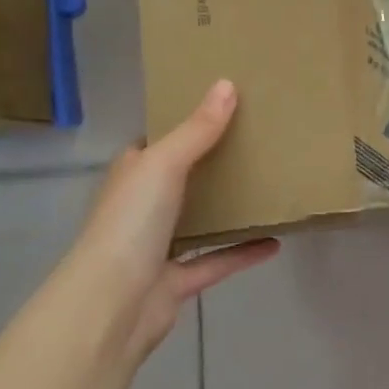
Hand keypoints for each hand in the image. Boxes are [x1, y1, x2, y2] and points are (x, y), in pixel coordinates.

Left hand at [58, 80, 278, 366]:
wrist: (112, 304)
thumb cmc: (131, 222)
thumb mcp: (164, 163)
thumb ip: (198, 129)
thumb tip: (227, 84)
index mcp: (132, 175)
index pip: (154, 144)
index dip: (180, 126)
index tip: (219, 109)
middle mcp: (141, 208)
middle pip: (180, 180)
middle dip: (210, 165)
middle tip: (255, 143)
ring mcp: (157, 247)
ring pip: (197, 221)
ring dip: (226, 209)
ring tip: (266, 188)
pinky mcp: (176, 281)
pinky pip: (216, 261)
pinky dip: (243, 253)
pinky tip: (275, 242)